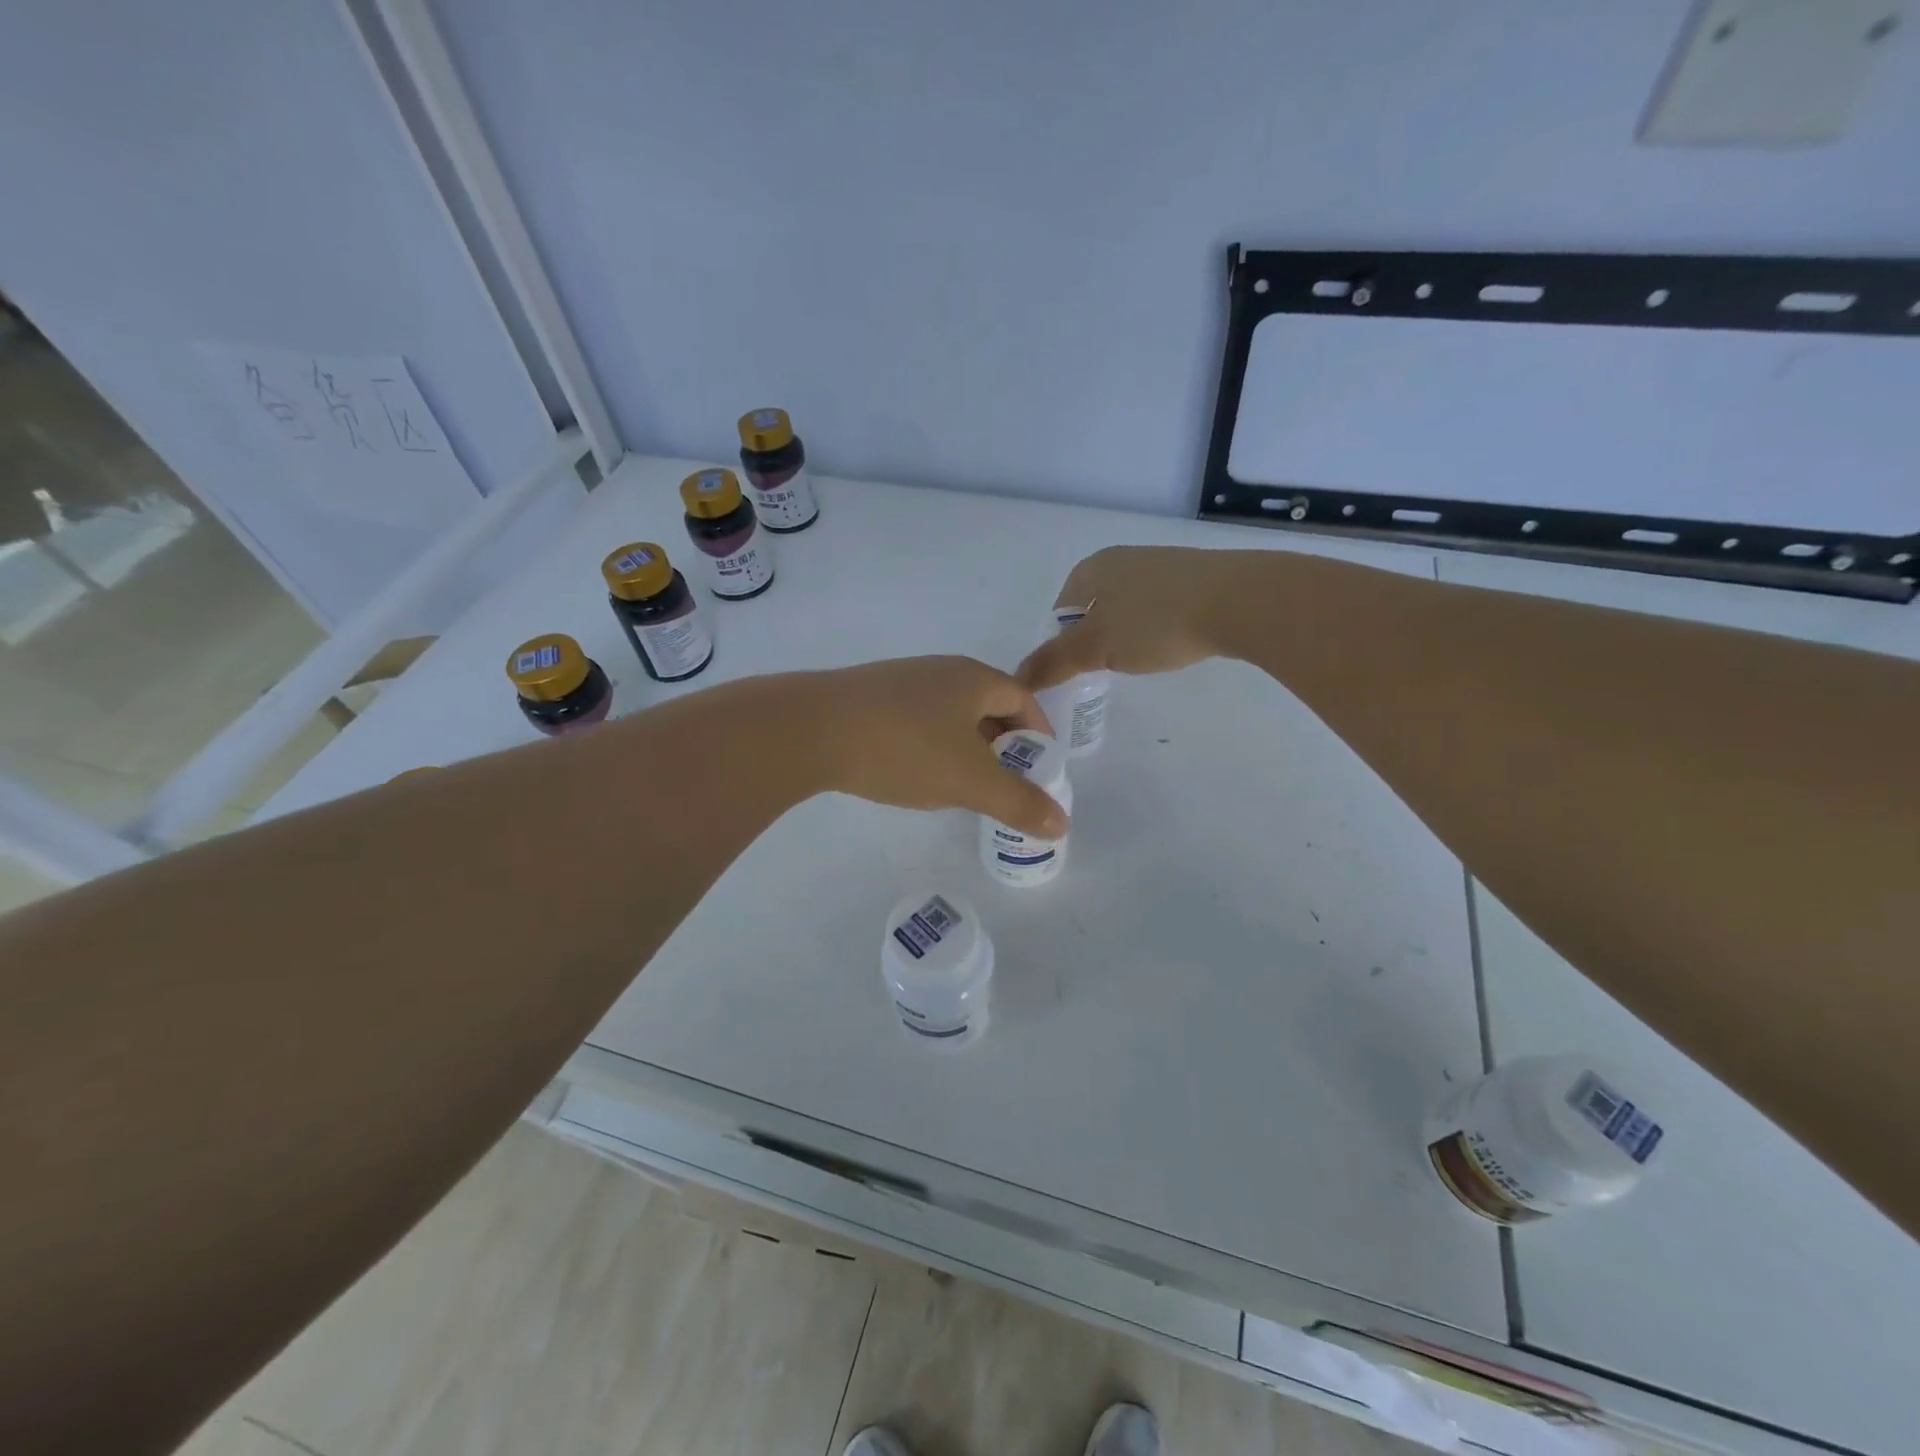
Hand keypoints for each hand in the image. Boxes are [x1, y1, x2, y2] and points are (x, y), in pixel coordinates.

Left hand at [804, 656, 1068, 837]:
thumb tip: (1063, 824)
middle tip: (1005, 782)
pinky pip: (915, 720)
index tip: (1040, 768)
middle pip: (986, 704)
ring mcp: (900, 681)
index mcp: (974, 678)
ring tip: (962, 784)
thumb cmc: (905, 748)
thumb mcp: (970, 781)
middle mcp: (940, 671)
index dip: (1038, 733)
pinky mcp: (868, 697)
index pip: (1022, 699)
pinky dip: (929, 745)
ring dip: (964, 746)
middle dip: (1002, 743)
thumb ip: (1019, 802)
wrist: (810, 729)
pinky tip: (913, 773)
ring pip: (948, 714)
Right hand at [1018, 546, 1245, 690]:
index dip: (1061, 644)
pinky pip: (1159, 607)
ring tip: (1140, 660)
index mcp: (1092, 568)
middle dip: (1094, 640)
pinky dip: (1156, 628)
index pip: (1061, 611)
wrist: (1237, 601)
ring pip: (1127, 608)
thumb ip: (1053, 662)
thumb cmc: (1154, 622)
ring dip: (1126, 635)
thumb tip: (1018, 677)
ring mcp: (1160, 565)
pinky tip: (1170, 645)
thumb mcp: (1094, 648)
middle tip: (1106, 670)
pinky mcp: (1193, 577)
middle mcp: (1122, 559)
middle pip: (1093, 609)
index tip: (1077, 671)